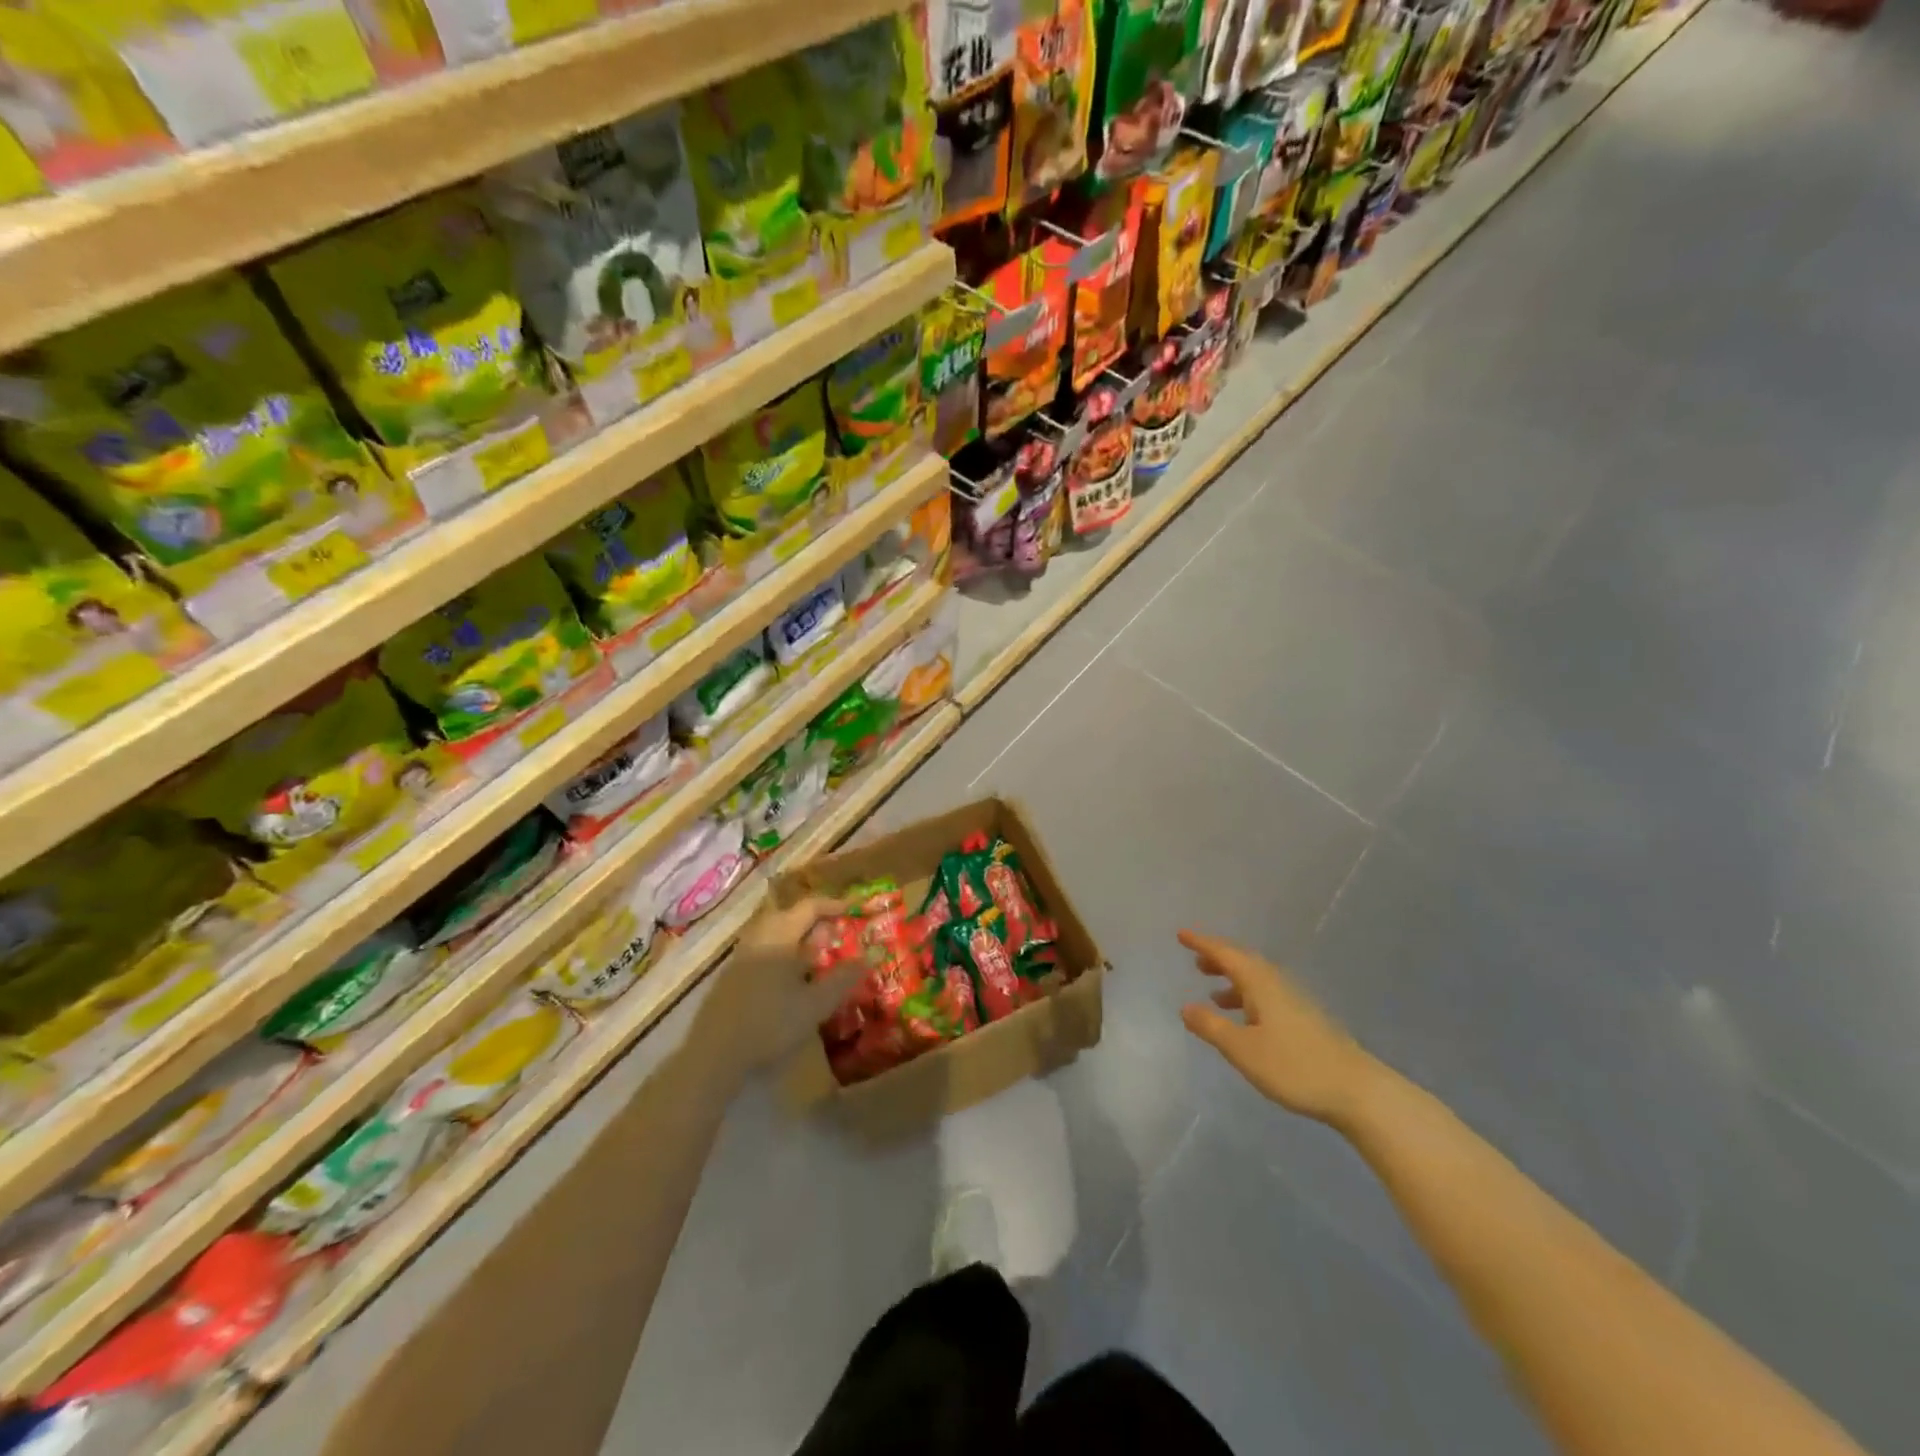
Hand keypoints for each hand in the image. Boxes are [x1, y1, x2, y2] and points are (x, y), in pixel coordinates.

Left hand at [718, 895, 853, 1070]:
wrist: (714, 1055)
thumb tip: (866, 957)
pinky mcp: (730, 978)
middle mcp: (758, 939)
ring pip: (773, 935)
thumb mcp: (816, 1004)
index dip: (834, 904)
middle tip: (835, 931)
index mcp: (779, 937)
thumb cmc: (770, 1024)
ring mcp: (740, 958)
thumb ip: (843, 979)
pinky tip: (790, 980)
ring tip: (816, 956)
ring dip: (796, 938)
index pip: (809, 907)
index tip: (854, 908)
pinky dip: (781, 954)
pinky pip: (762, 951)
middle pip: (787, 916)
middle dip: (813, 920)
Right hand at [1178, 930, 1379, 1123]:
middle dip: (1219, 959)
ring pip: (1258, 980)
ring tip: (1213, 993)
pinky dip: (1249, 998)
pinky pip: (1268, 996)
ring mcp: (1296, 1002)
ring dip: (1234, 980)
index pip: (1225, 954)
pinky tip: (1246, 1021)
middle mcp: (1278, 984)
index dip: (1202, 943)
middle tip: (1196, 961)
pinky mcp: (1306, 1021)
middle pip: (1244, 962)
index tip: (1181, 934)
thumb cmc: (1294, 1066)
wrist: (1357, 1091)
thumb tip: (1186, 1007)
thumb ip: (1211, 1027)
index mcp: (1261, 983)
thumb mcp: (1242, 1049)